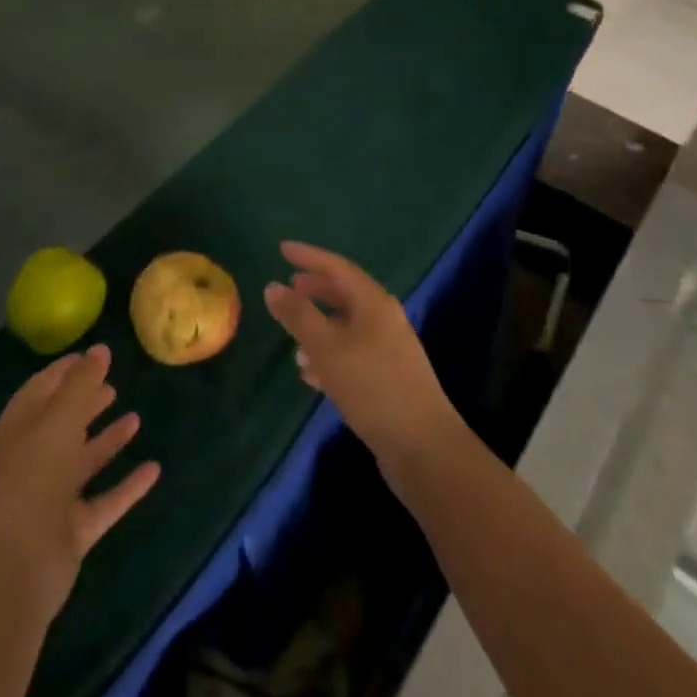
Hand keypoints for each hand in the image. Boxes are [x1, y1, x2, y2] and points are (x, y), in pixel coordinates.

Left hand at [0, 344, 159, 621]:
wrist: (12, 571)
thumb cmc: (31, 481)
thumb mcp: (58, 422)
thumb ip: (81, 384)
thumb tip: (100, 347)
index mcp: (21, 428)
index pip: (43, 388)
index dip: (65, 370)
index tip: (93, 355)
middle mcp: (35, 458)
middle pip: (63, 423)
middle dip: (86, 402)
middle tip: (113, 384)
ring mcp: (53, 497)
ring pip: (84, 460)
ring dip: (107, 440)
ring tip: (135, 417)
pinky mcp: (73, 530)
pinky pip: (105, 499)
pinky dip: (127, 486)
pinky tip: (153, 469)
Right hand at [264, 241, 462, 479]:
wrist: (423, 447)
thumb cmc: (372, 387)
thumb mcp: (327, 347)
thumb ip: (298, 315)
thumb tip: (273, 286)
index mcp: (374, 303)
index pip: (337, 267)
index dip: (309, 256)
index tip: (282, 249)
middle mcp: (385, 319)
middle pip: (345, 294)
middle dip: (316, 290)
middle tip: (289, 287)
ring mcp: (389, 350)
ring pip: (348, 327)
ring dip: (320, 327)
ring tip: (293, 338)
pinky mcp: (388, 379)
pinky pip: (352, 354)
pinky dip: (330, 356)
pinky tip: (311, 374)